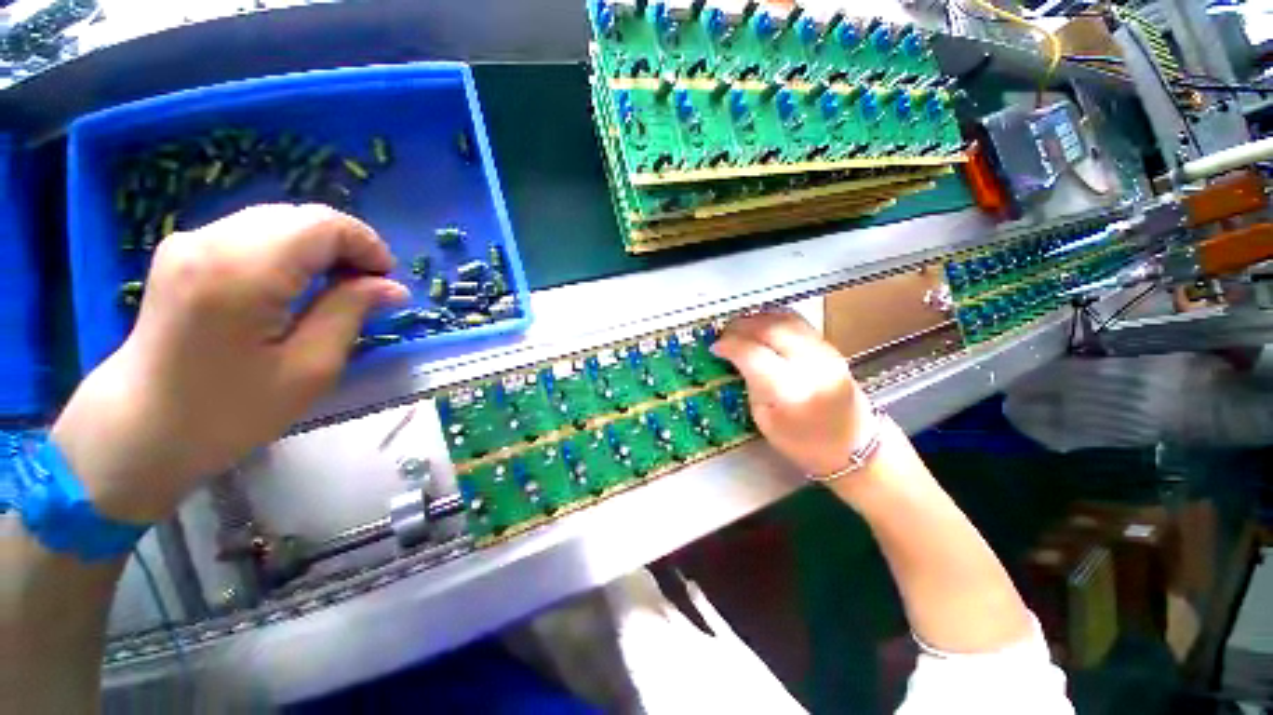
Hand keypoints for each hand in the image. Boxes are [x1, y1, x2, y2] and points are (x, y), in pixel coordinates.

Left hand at [52, 204, 409, 522]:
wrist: (139, 428)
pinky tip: (297, 285)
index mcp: (241, 272)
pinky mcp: (183, 251)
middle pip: (300, 217)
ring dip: (319, 249)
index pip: (322, 225)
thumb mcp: (309, 369)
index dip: (367, 245)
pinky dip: (290, 251)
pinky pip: (254, 233)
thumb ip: (349, 313)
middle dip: (346, 246)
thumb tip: (391, 286)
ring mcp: (189, 242)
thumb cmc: (229, 411)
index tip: (386, 282)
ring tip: (336, 289)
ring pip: (278, 221)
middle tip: (366, 289)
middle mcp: (210, 241)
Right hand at [711, 310, 872, 477]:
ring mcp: (826, 351)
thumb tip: (736, 357)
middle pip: (771, 329)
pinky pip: (798, 322)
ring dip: (757, 319)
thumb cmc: (804, 443)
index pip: (754, 354)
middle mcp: (812, 365)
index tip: (715, 347)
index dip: (730, 346)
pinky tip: (761, 326)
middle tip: (724, 333)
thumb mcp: (765, 420)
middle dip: (742, 326)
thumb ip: (751, 384)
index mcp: (791, 391)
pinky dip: (774, 319)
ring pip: (786, 319)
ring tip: (739, 327)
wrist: (855, 445)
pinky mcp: (831, 346)